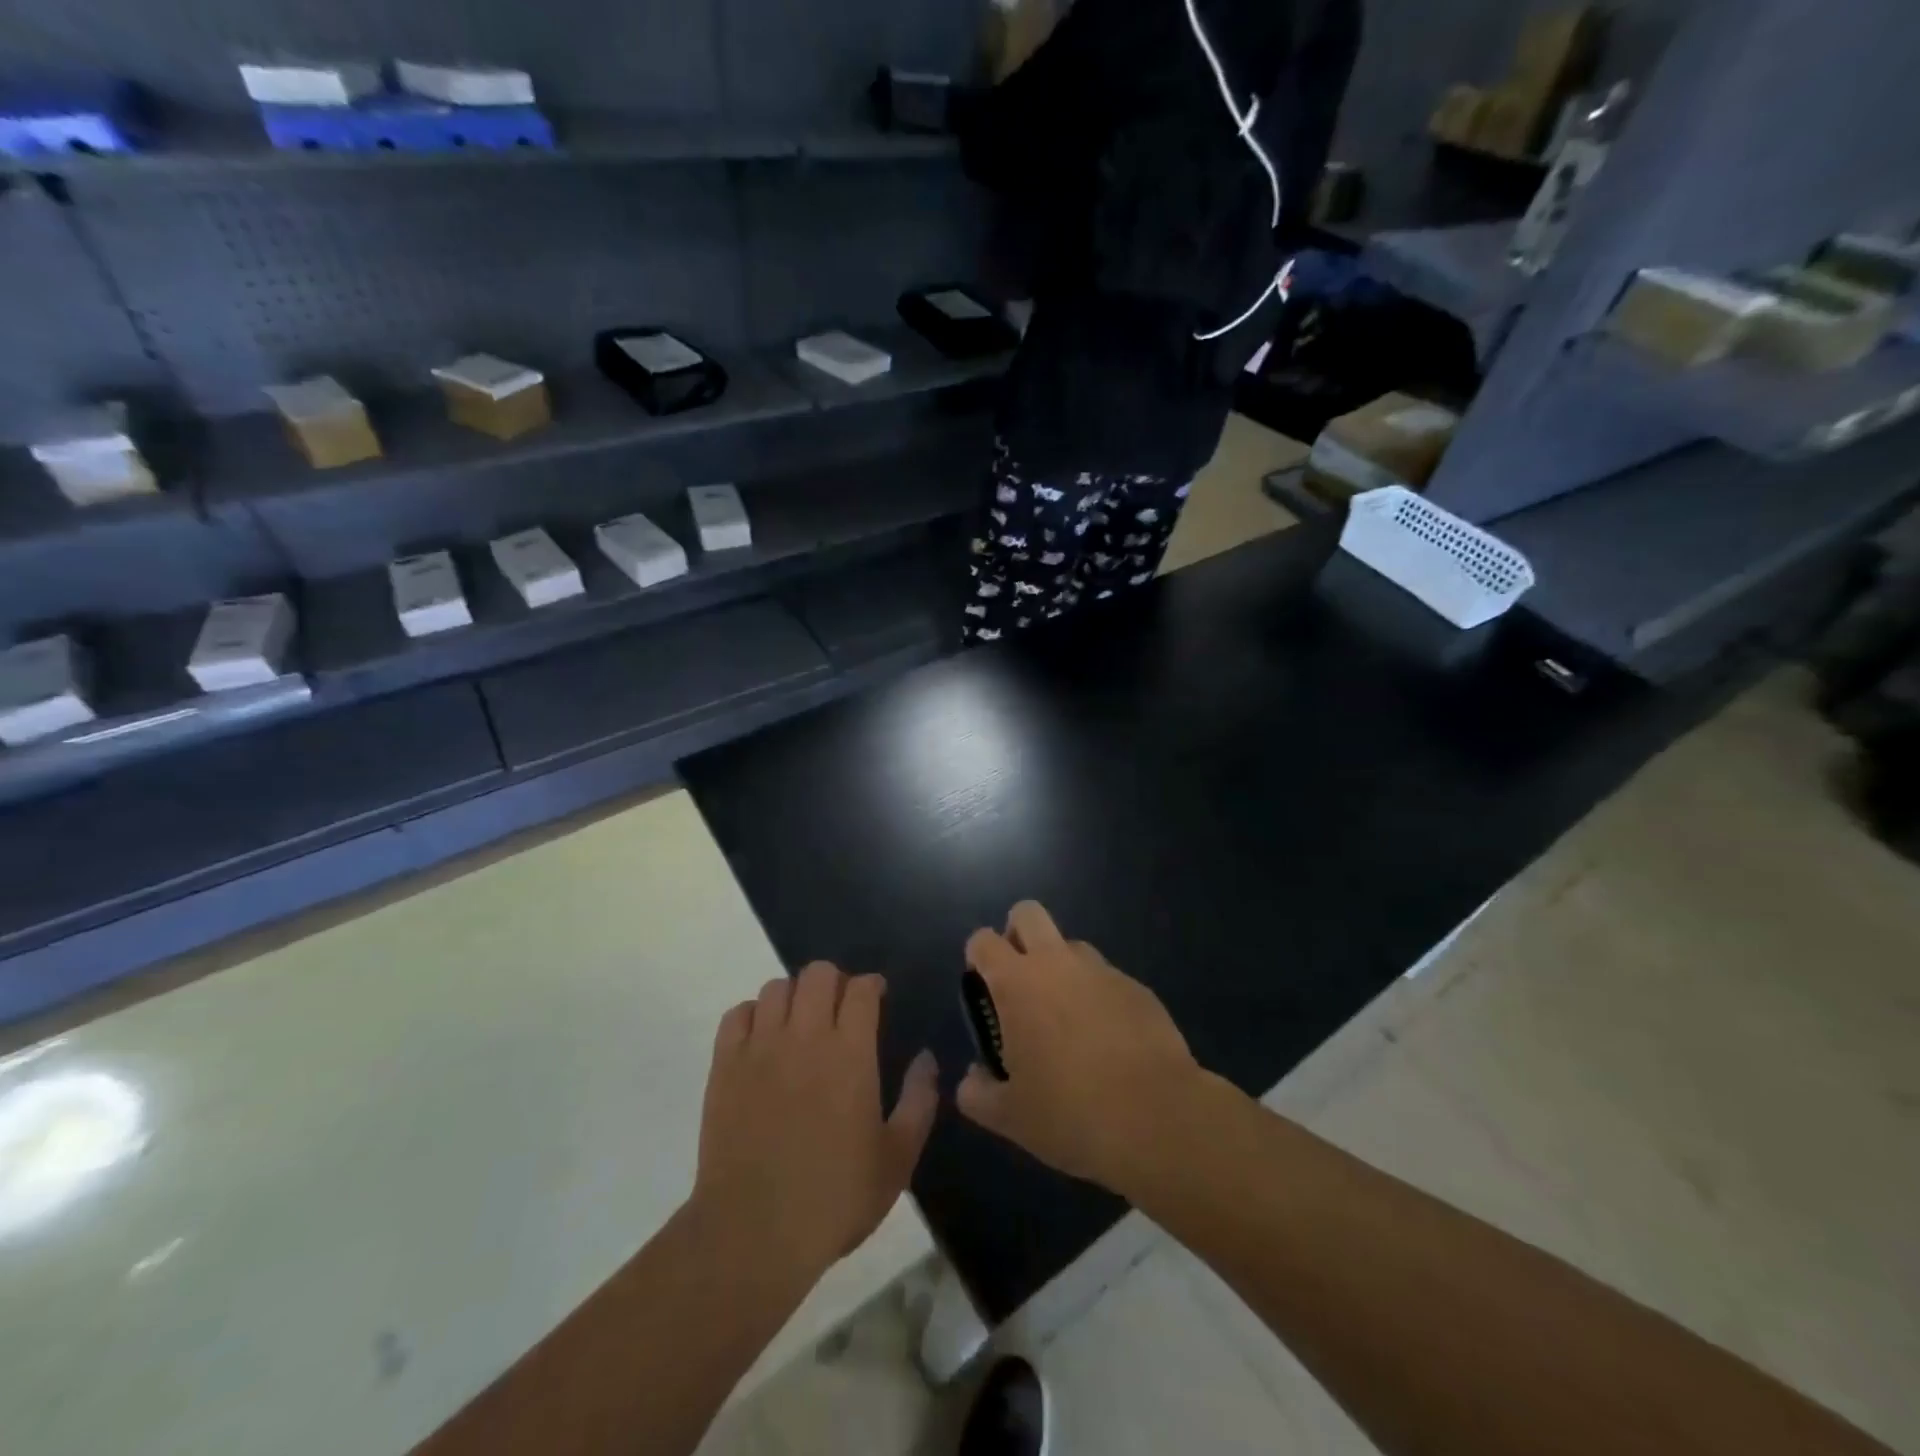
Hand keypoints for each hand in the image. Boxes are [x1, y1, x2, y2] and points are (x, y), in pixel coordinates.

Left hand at [693, 963, 938, 1286]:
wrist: (753, 1233)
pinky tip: (763, 1041)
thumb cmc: (834, 1198)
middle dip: (835, 982)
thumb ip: (918, 1102)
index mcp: (850, 1053)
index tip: (877, 1000)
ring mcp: (760, 1048)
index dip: (872, 986)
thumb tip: (926, 1059)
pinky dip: (754, 1016)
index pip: (861, 988)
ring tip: (800, 1025)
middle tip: (840, 1011)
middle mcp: (805, 1036)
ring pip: (777, 987)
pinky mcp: (725, 1066)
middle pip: (818, 974)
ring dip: (795, 997)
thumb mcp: (896, 1160)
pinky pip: (738, 1014)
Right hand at [956, 902, 1200, 1188]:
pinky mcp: (1137, 987)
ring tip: (1067, 1019)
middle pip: (1028, 913)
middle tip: (1019, 980)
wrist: (1156, 1118)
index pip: (983, 940)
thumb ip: (977, 1093)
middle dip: (1016, 933)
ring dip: (1061, 967)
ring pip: (1071, 945)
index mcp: (1017, 983)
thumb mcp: (1009, 1117)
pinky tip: (1108, 1041)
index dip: (978, 956)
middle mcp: (1057, 963)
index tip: (982, 986)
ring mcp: (1102, 970)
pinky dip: (1098, 997)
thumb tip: (973, 1079)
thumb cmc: (1070, 1113)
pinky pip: (1107, 978)